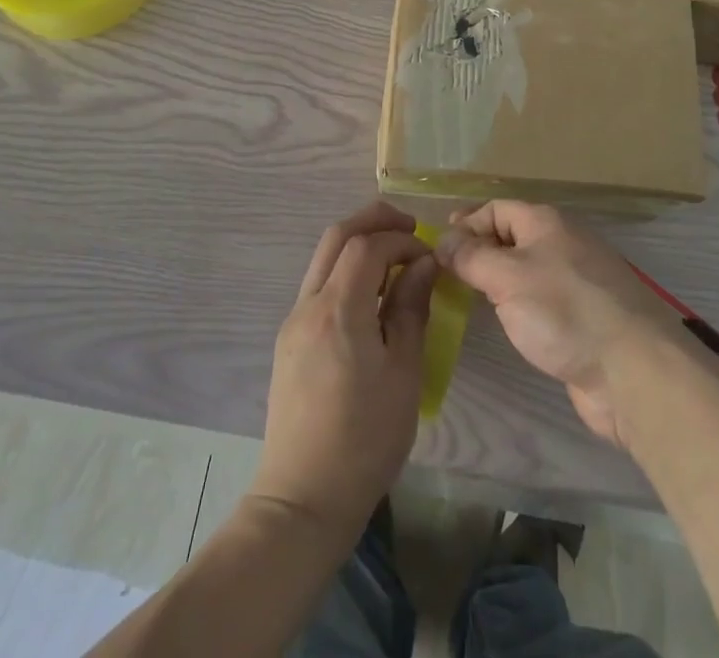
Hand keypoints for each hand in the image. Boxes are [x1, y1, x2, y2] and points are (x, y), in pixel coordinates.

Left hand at [248, 202, 436, 546]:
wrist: (304, 497)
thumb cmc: (366, 438)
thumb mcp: (404, 372)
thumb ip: (411, 309)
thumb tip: (423, 264)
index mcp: (338, 308)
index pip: (367, 245)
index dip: (400, 239)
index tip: (429, 254)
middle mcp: (309, 303)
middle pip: (337, 237)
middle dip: (373, 221)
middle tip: (409, 226)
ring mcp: (294, 321)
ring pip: (323, 259)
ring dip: (357, 244)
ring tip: (394, 256)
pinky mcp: (289, 340)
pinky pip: (318, 286)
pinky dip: (345, 271)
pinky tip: (369, 294)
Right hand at [435, 201, 681, 447]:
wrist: (633, 372)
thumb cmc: (564, 311)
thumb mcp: (507, 277)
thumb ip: (471, 257)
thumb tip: (443, 241)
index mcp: (546, 223)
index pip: (497, 209)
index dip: (466, 223)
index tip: (438, 246)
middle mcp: (562, 245)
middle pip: (511, 237)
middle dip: (478, 250)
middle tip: (446, 273)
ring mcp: (576, 283)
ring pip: (525, 270)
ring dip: (496, 279)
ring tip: (466, 297)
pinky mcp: (583, 319)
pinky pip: (540, 300)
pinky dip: (517, 304)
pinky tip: (503, 322)